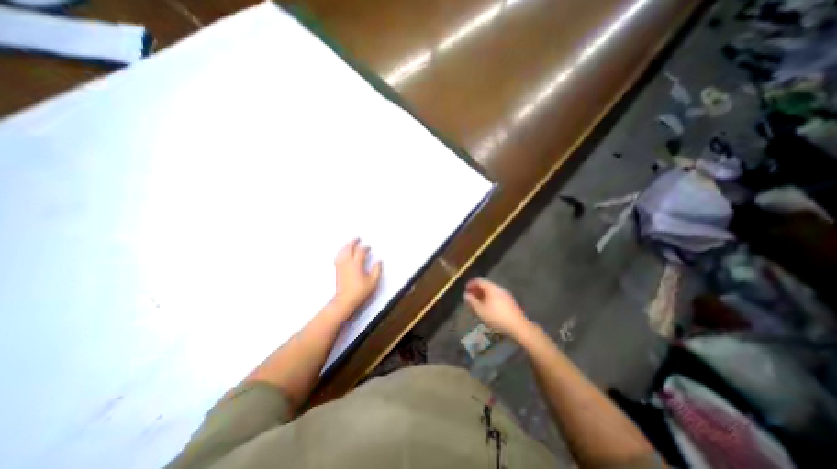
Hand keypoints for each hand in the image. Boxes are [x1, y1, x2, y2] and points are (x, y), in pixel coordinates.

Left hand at [336, 241, 383, 312]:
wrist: (345, 301)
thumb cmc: (360, 292)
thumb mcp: (373, 282)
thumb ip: (377, 270)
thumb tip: (379, 261)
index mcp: (356, 264)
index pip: (361, 252)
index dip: (365, 248)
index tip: (369, 248)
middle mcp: (347, 263)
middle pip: (349, 248)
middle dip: (353, 242)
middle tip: (358, 238)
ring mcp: (341, 266)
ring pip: (342, 251)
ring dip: (346, 246)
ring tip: (350, 243)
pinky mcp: (337, 270)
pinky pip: (338, 256)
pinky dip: (341, 251)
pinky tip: (343, 252)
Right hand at [465, 276, 527, 338]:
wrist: (518, 326)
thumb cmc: (497, 317)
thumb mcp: (481, 310)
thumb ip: (472, 301)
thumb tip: (465, 294)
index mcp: (492, 288)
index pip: (479, 280)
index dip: (471, 283)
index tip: (465, 289)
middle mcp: (499, 288)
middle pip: (486, 285)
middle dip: (477, 290)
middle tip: (470, 296)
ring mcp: (505, 295)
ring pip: (491, 291)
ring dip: (483, 295)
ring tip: (477, 303)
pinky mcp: (509, 302)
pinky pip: (496, 296)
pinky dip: (489, 298)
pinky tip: (487, 307)